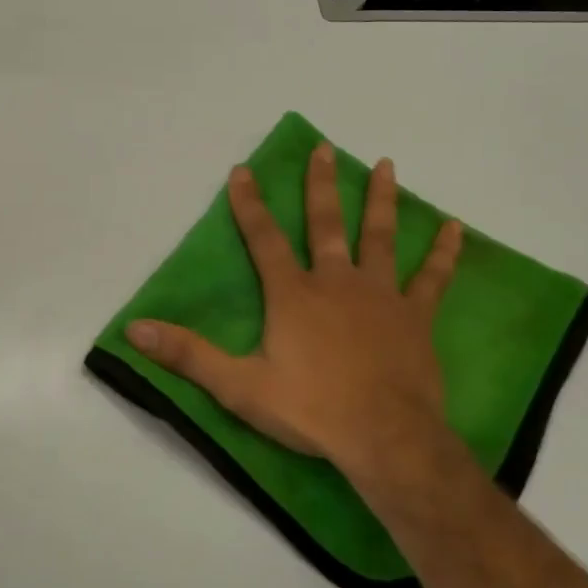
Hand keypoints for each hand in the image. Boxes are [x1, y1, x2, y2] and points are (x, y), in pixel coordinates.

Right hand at [126, 142, 463, 482]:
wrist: (385, 438)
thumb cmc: (310, 409)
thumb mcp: (238, 386)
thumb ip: (187, 354)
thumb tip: (134, 329)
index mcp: (293, 294)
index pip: (264, 239)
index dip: (249, 204)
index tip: (243, 170)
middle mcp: (336, 282)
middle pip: (327, 223)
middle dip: (321, 185)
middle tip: (325, 148)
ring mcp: (380, 295)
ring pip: (379, 237)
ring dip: (381, 199)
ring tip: (386, 164)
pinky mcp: (415, 317)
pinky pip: (432, 278)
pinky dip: (443, 252)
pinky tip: (454, 227)